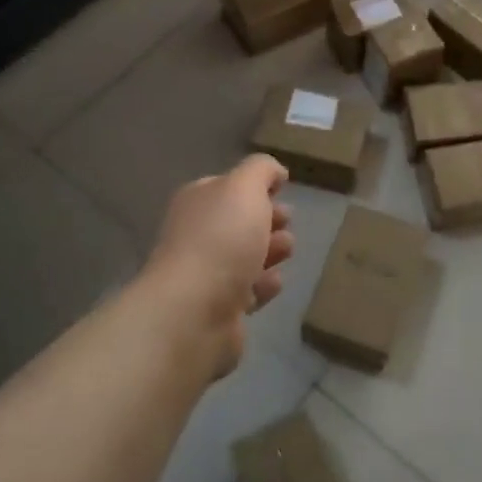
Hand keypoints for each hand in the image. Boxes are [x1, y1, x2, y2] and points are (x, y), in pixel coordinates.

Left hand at [141, 155, 294, 378]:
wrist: (194, 311)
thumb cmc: (221, 239)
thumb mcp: (244, 187)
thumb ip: (262, 170)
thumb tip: (275, 173)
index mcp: (198, 201)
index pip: (228, 186)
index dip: (256, 186)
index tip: (282, 190)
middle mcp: (198, 234)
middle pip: (239, 222)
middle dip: (268, 219)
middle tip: (287, 221)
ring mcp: (206, 274)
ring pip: (247, 256)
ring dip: (271, 251)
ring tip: (286, 250)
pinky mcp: (219, 309)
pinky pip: (249, 291)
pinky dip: (264, 285)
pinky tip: (274, 282)